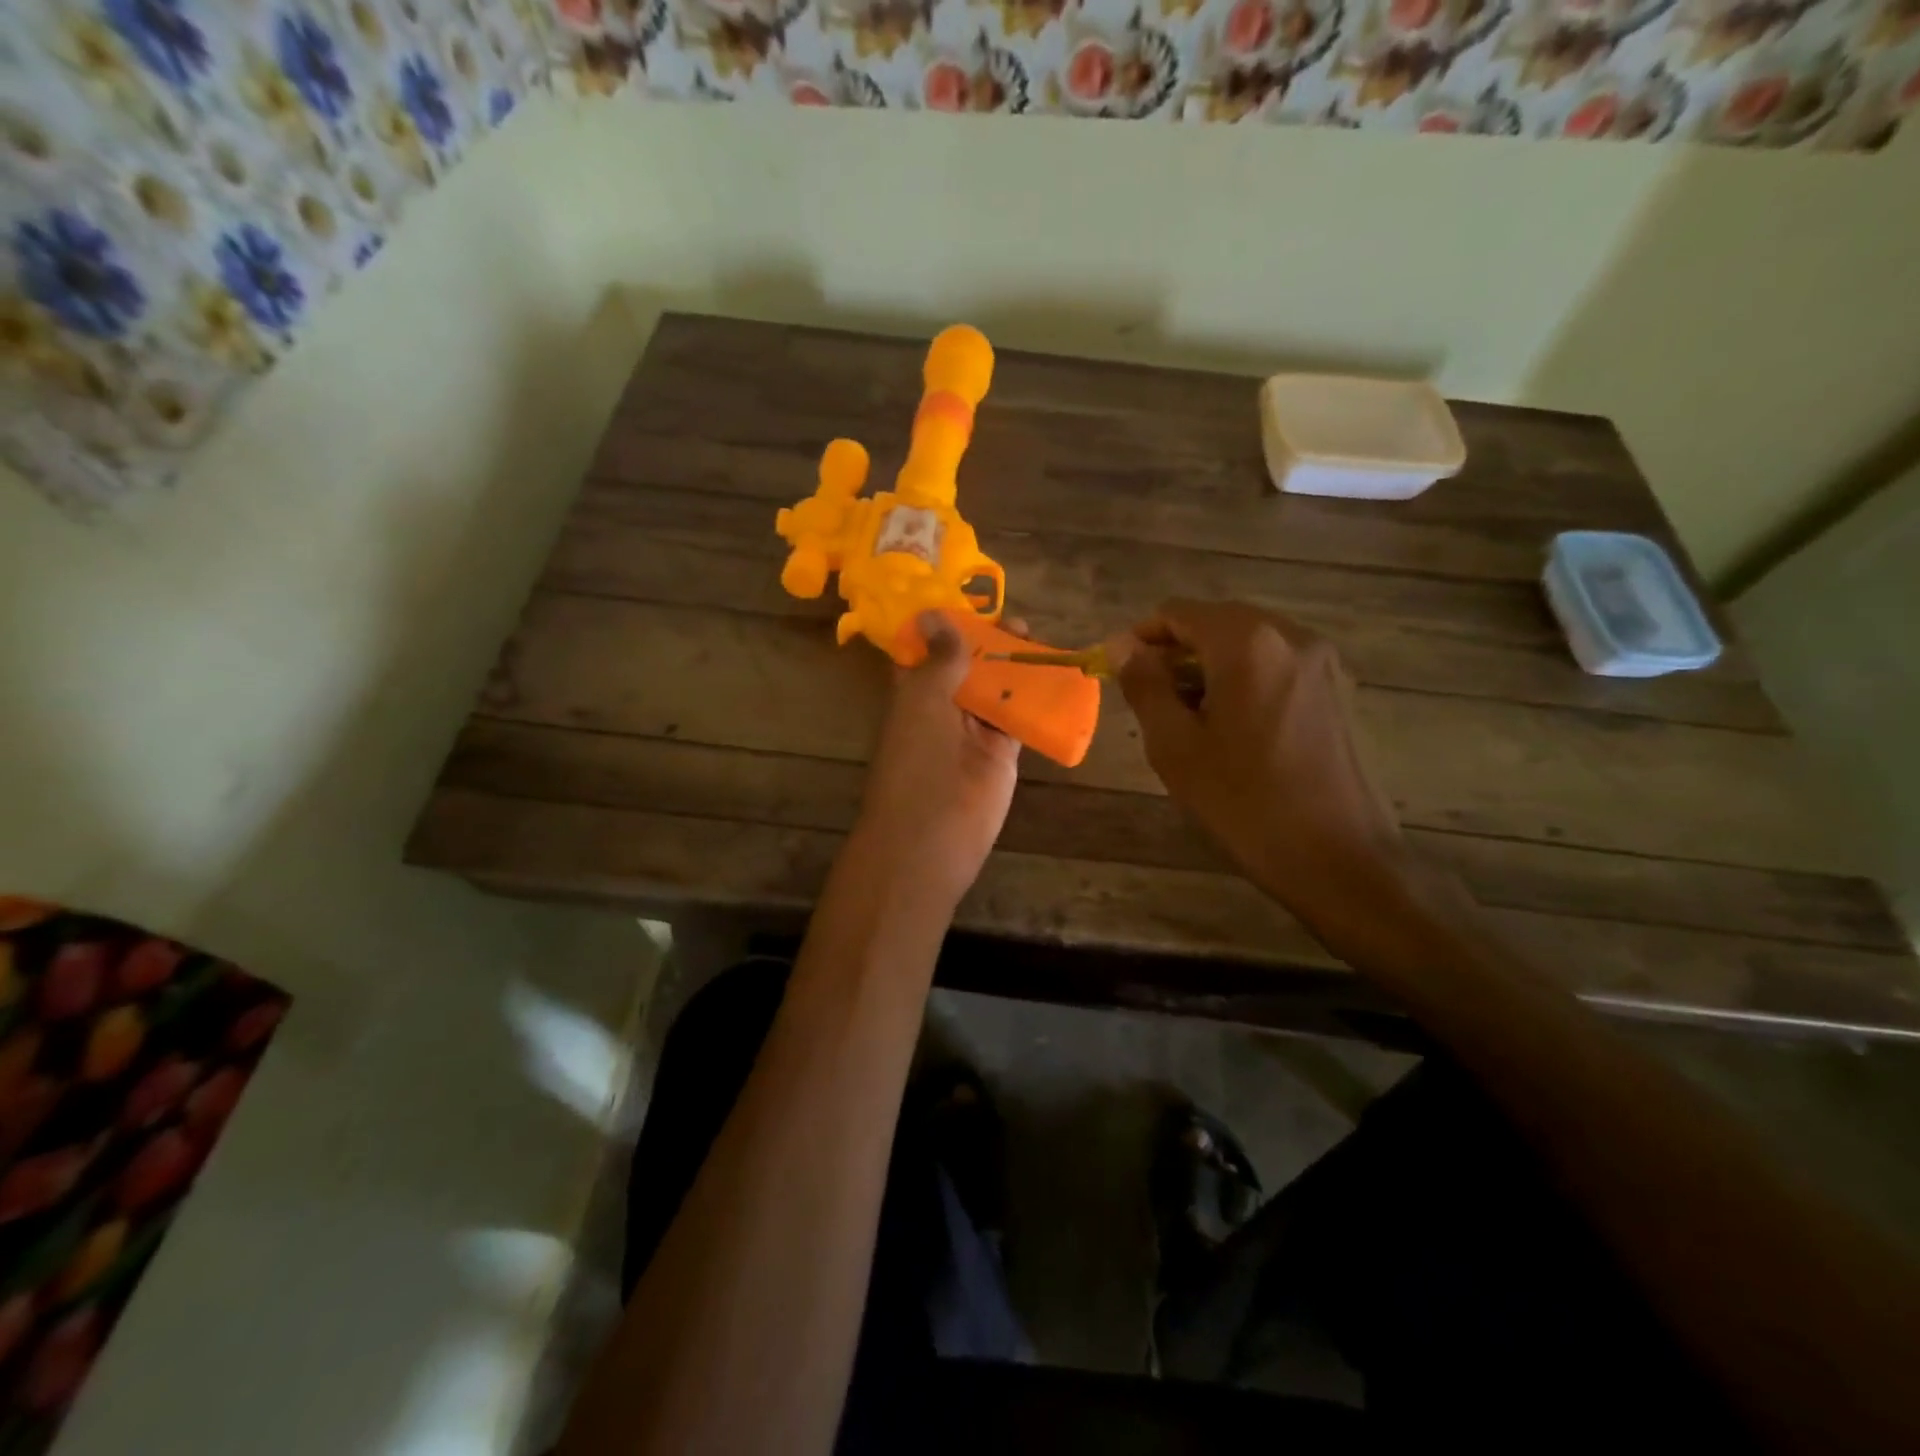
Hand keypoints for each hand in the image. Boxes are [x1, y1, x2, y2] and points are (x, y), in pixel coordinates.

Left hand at [854, 612, 1020, 908]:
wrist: (933, 836)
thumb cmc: (919, 762)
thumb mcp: (925, 700)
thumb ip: (939, 659)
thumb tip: (935, 613)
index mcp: (913, 692)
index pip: (927, 651)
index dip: (945, 627)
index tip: (971, 603)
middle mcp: (941, 706)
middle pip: (967, 666)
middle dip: (988, 642)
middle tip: (1017, 623)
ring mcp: (972, 730)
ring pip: (995, 688)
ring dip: (1013, 666)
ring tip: (1037, 640)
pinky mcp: (1001, 750)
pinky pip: (1019, 715)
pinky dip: (1035, 697)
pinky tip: (1055, 675)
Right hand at [1116, 600, 1412, 941]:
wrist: (1340, 859)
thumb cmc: (1245, 803)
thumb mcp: (1176, 747)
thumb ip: (1145, 686)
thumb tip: (1122, 647)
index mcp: (1247, 643)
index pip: (1179, 612)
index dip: (1142, 638)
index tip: (1121, 673)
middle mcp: (1292, 636)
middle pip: (1217, 622)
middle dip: (1178, 653)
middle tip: (1154, 702)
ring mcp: (1325, 661)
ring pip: (1250, 644)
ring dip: (1212, 668)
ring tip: (1193, 720)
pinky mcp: (1343, 689)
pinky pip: (1279, 666)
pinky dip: (1247, 680)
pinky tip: (1238, 730)